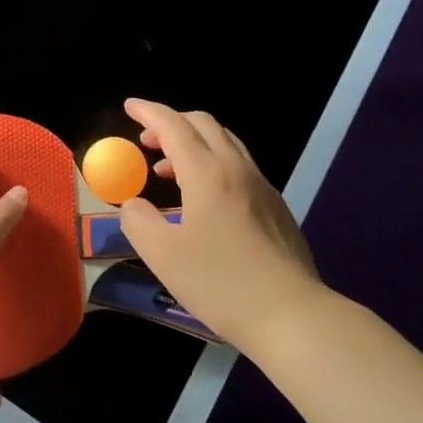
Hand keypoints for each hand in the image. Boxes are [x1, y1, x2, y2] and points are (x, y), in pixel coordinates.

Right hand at [117, 98, 325, 354]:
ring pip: (225, 143)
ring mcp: (262, 187)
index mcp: (208, 173)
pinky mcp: (276, 207)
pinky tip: (204, 199)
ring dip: (193, 143)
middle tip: (146, 141)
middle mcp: (237, 169)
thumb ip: (138, 222)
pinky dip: (213, 164)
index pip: (174, 126)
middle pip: (204, 125)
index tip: (129, 106)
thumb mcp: (163, 256)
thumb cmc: (222, 284)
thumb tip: (133, 205)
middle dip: (171, 123)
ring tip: (168, 170)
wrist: (293, 316)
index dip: (149, 112)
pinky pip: (239, 167)